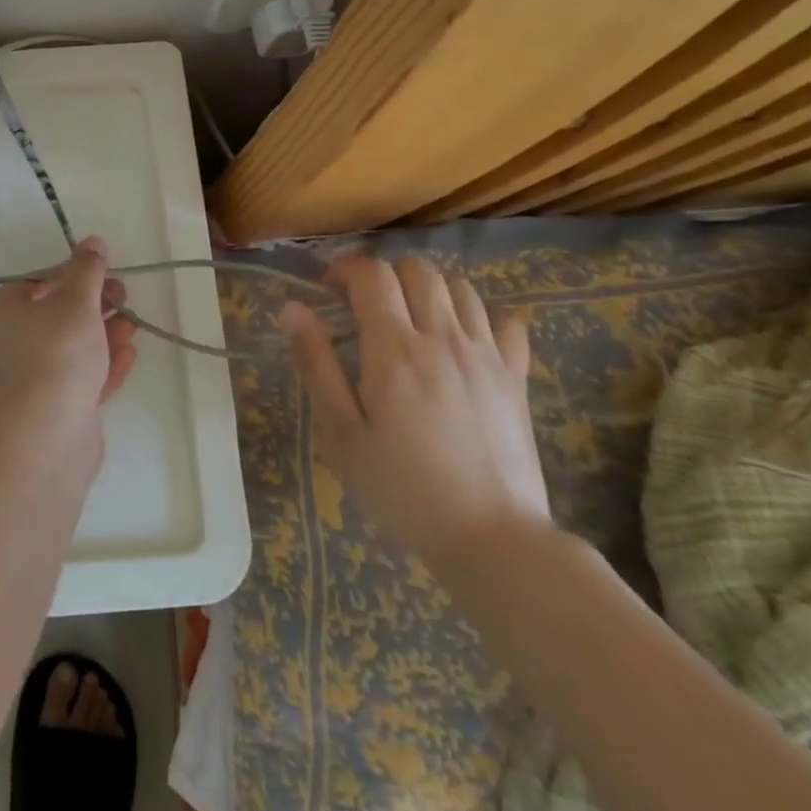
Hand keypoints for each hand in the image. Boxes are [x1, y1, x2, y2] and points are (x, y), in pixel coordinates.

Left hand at [0, 236, 138, 421]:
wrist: (44, 436)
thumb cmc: (55, 353)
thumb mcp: (76, 300)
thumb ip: (87, 270)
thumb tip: (92, 242)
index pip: (35, 284)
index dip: (73, 276)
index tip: (105, 275)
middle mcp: (0, 347)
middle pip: (52, 317)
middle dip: (92, 306)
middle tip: (123, 299)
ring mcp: (21, 384)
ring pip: (66, 351)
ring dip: (101, 335)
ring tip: (132, 325)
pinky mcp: (45, 414)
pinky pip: (74, 381)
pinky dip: (100, 366)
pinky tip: (128, 354)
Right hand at [284, 256, 550, 569]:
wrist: (493, 541)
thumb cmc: (402, 489)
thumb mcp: (340, 433)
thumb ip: (316, 364)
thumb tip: (293, 308)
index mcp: (395, 349)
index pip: (372, 274)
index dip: (344, 269)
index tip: (328, 292)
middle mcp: (443, 338)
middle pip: (417, 270)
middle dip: (385, 274)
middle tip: (365, 305)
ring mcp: (486, 355)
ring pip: (460, 288)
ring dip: (428, 290)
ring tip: (410, 319)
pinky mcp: (517, 378)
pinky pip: (506, 322)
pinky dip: (480, 317)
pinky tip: (463, 340)